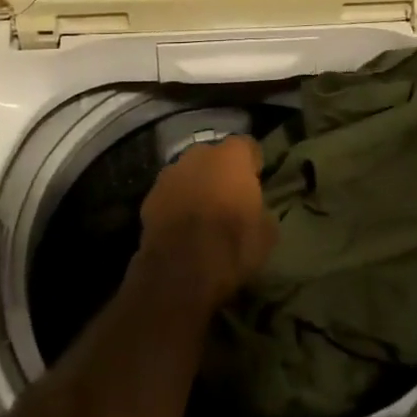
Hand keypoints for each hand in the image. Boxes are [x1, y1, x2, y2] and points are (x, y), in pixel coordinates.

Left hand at [138, 135, 277, 309]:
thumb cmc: (233, 245)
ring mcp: (170, 173)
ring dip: (195, 186)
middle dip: (221, 171)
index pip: (248, 145)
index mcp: (232, 156)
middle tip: (229, 197)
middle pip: (214, 156)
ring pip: (188, 173)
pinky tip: (180, 228)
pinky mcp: (149, 196)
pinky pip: (169, 194)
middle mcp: (199, 154)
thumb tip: (257, 209)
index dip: (253, 162)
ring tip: (202, 214)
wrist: (181, 270)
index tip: (256, 179)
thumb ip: (262, 209)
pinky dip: (175, 204)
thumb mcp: (267, 233)